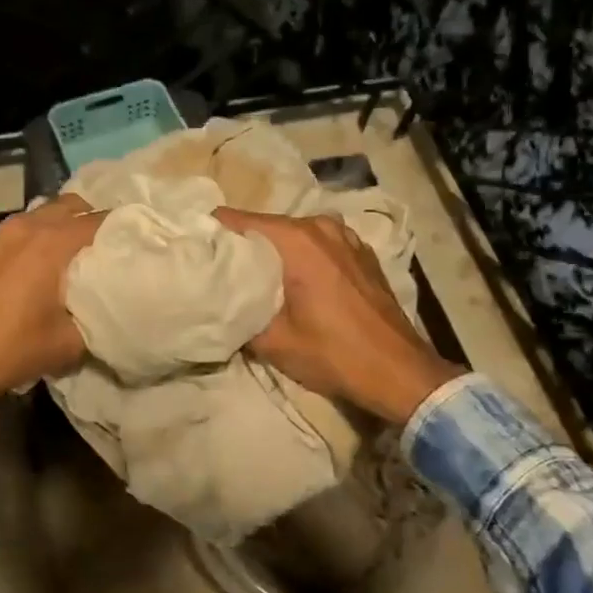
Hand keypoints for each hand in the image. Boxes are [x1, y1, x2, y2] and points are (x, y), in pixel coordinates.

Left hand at [0, 195, 106, 410]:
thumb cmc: (9, 349)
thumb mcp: (67, 344)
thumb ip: (98, 320)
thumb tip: (114, 310)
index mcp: (52, 243)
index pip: (101, 221)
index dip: (125, 231)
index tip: (140, 247)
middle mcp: (26, 226)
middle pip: (72, 206)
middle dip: (94, 222)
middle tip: (108, 251)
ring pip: (43, 213)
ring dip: (62, 226)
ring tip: (75, 256)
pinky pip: (19, 228)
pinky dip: (36, 236)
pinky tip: (37, 265)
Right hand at [214, 208, 464, 425]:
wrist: (399, 372)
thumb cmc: (333, 354)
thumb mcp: (272, 341)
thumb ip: (238, 313)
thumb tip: (216, 302)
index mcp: (296, 240)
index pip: (235, 220)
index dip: (210, 233)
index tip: (193, 250)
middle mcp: (320, 226)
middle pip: (264, 225)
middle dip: (240, 245)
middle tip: (219, 270)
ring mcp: (345, 236)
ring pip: (291, 234)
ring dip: (272, 252)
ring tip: (256, 278)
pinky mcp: (361, 252)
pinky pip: (318, 244)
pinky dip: (301, 256)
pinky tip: (296, 282)